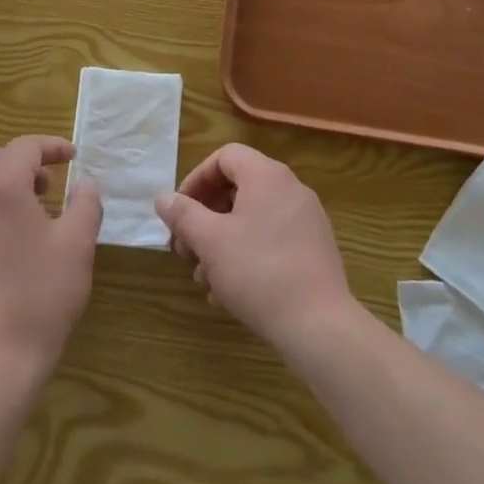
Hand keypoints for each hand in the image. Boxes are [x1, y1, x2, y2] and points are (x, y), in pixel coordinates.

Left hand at [0, 135, 102, 391]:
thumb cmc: (41, 297)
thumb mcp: (78, 245)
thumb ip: (86, 204)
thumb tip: (85, 185)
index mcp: (0, 190)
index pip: (23, 147)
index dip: (50, 146)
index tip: (73, 158)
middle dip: (18, 160)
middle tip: (46, 184)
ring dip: (2, 187)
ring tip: (33, 218)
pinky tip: (10, 252)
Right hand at [156, 144, 357, 351]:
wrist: (320, 326)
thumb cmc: (258, 272)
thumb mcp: (210, 241)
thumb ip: (183, 214)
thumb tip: (163, 198)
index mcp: (267, 175)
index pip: (225, 157)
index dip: (196, 180)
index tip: (179, 212)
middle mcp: (291, 188)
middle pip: (238, 189)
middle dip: (205, 218)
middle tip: (186, 250)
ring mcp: (307, 220)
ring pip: (252, 219)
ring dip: (222, 243)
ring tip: (205, 279)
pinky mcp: (315, 250)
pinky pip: (272, 240)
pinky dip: (246, 256)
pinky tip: (229, 293)